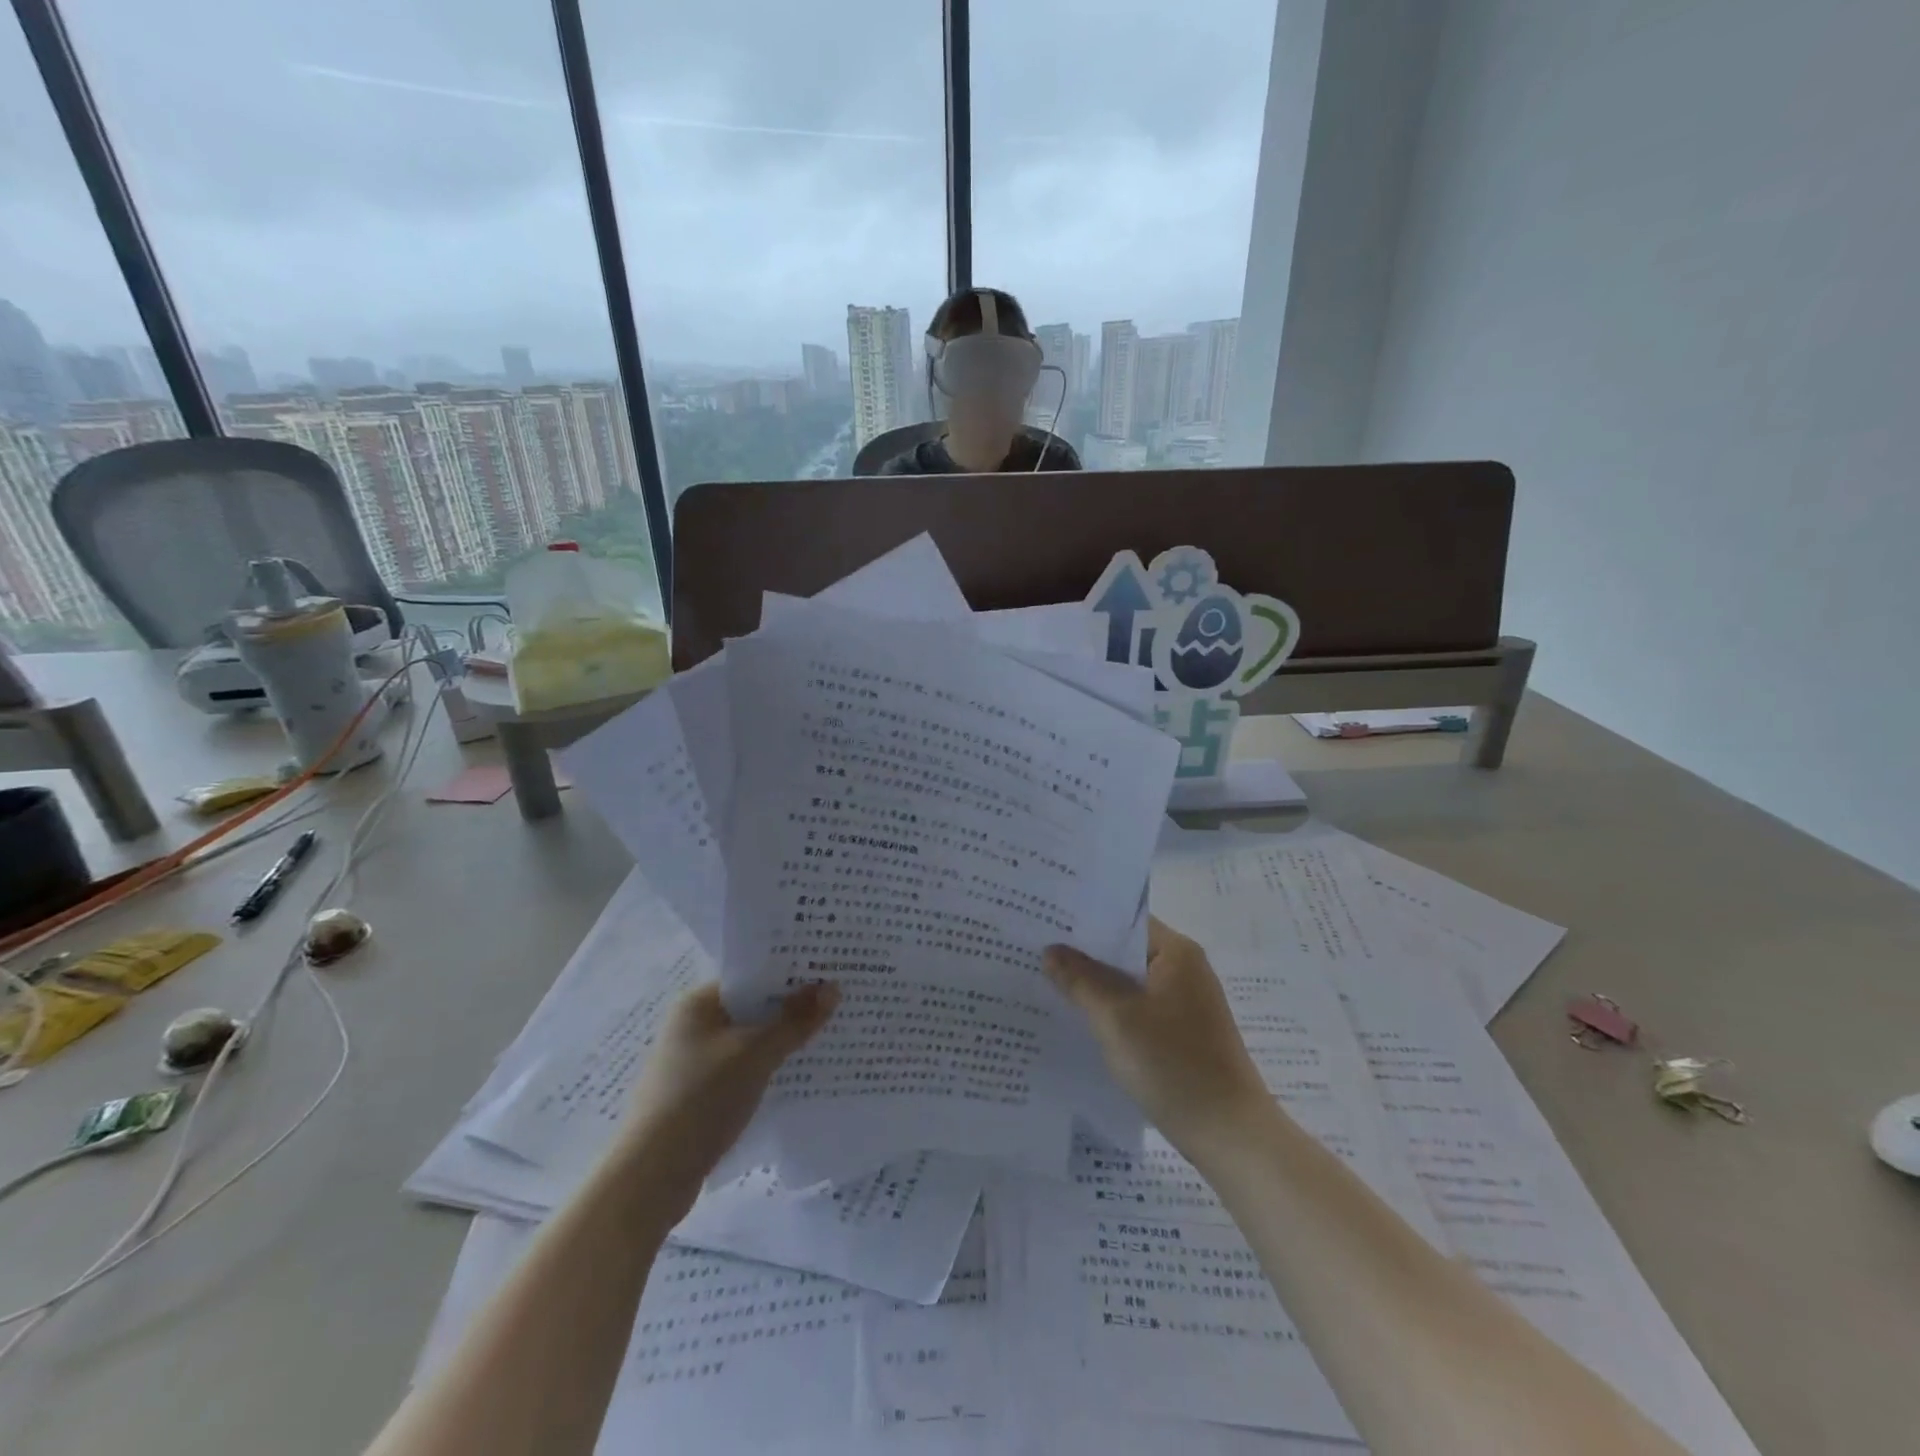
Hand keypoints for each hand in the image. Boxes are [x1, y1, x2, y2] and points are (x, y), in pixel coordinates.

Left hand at [615, 981, 838, 1211]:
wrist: (651, 1178)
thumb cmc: (702, 1099)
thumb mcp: (756, 1054)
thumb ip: (795, 1021)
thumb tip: (832, 988)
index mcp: (697, 1004)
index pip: (750, 977)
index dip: (789, 975)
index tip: (828, 974)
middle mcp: (691, 1026)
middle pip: (751, 1008)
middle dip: (790, 1009)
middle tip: (837, 1003)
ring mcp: (692, 1063)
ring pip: (748, 1041)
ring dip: (781, 1041)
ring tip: (827, 1036)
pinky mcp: (698, 1096)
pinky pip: (741, 1070)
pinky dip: (767, 1069)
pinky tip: (797, 1076)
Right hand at [1044, 919, 1269, 1155]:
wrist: (1230, 1135)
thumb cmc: (1174, 1065)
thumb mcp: (1116, 1019)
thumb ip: (1081, 980)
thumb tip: (1052, 951)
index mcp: (1177, 953)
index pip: (1124, 920)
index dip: (1084, 921)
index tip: (1045, 921)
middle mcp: (1185, 969)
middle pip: (1126, 950)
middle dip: (1084, 954)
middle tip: (1036, 951)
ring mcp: (1186, 1003)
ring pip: (1130, 981)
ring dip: (1096, 984)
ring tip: (1048, 981)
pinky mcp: (1182, 1032)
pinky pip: (1139, 1007)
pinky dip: (1112, 1009)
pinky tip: (1081, 1019)